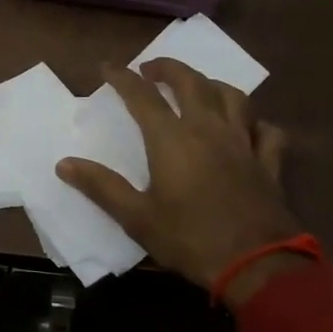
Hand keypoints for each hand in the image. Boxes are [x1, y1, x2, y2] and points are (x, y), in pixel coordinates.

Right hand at [57, 59, 305, 308]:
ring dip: (212, 84)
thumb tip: (64, 164)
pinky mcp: (269, 163)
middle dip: (169, 68)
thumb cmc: (190, 239)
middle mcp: (209, 130)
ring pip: (233, 97)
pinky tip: (247, 127)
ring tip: (198, 87)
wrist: (257, 265)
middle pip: (191, 82)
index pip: (142, 96)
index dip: (123, 78)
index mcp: (172, 139)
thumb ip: (101, 187)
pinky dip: (255, 122)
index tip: (108, 67)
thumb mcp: (136, 218)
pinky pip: (266, 130)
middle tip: (151, 70)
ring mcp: (243, 143)